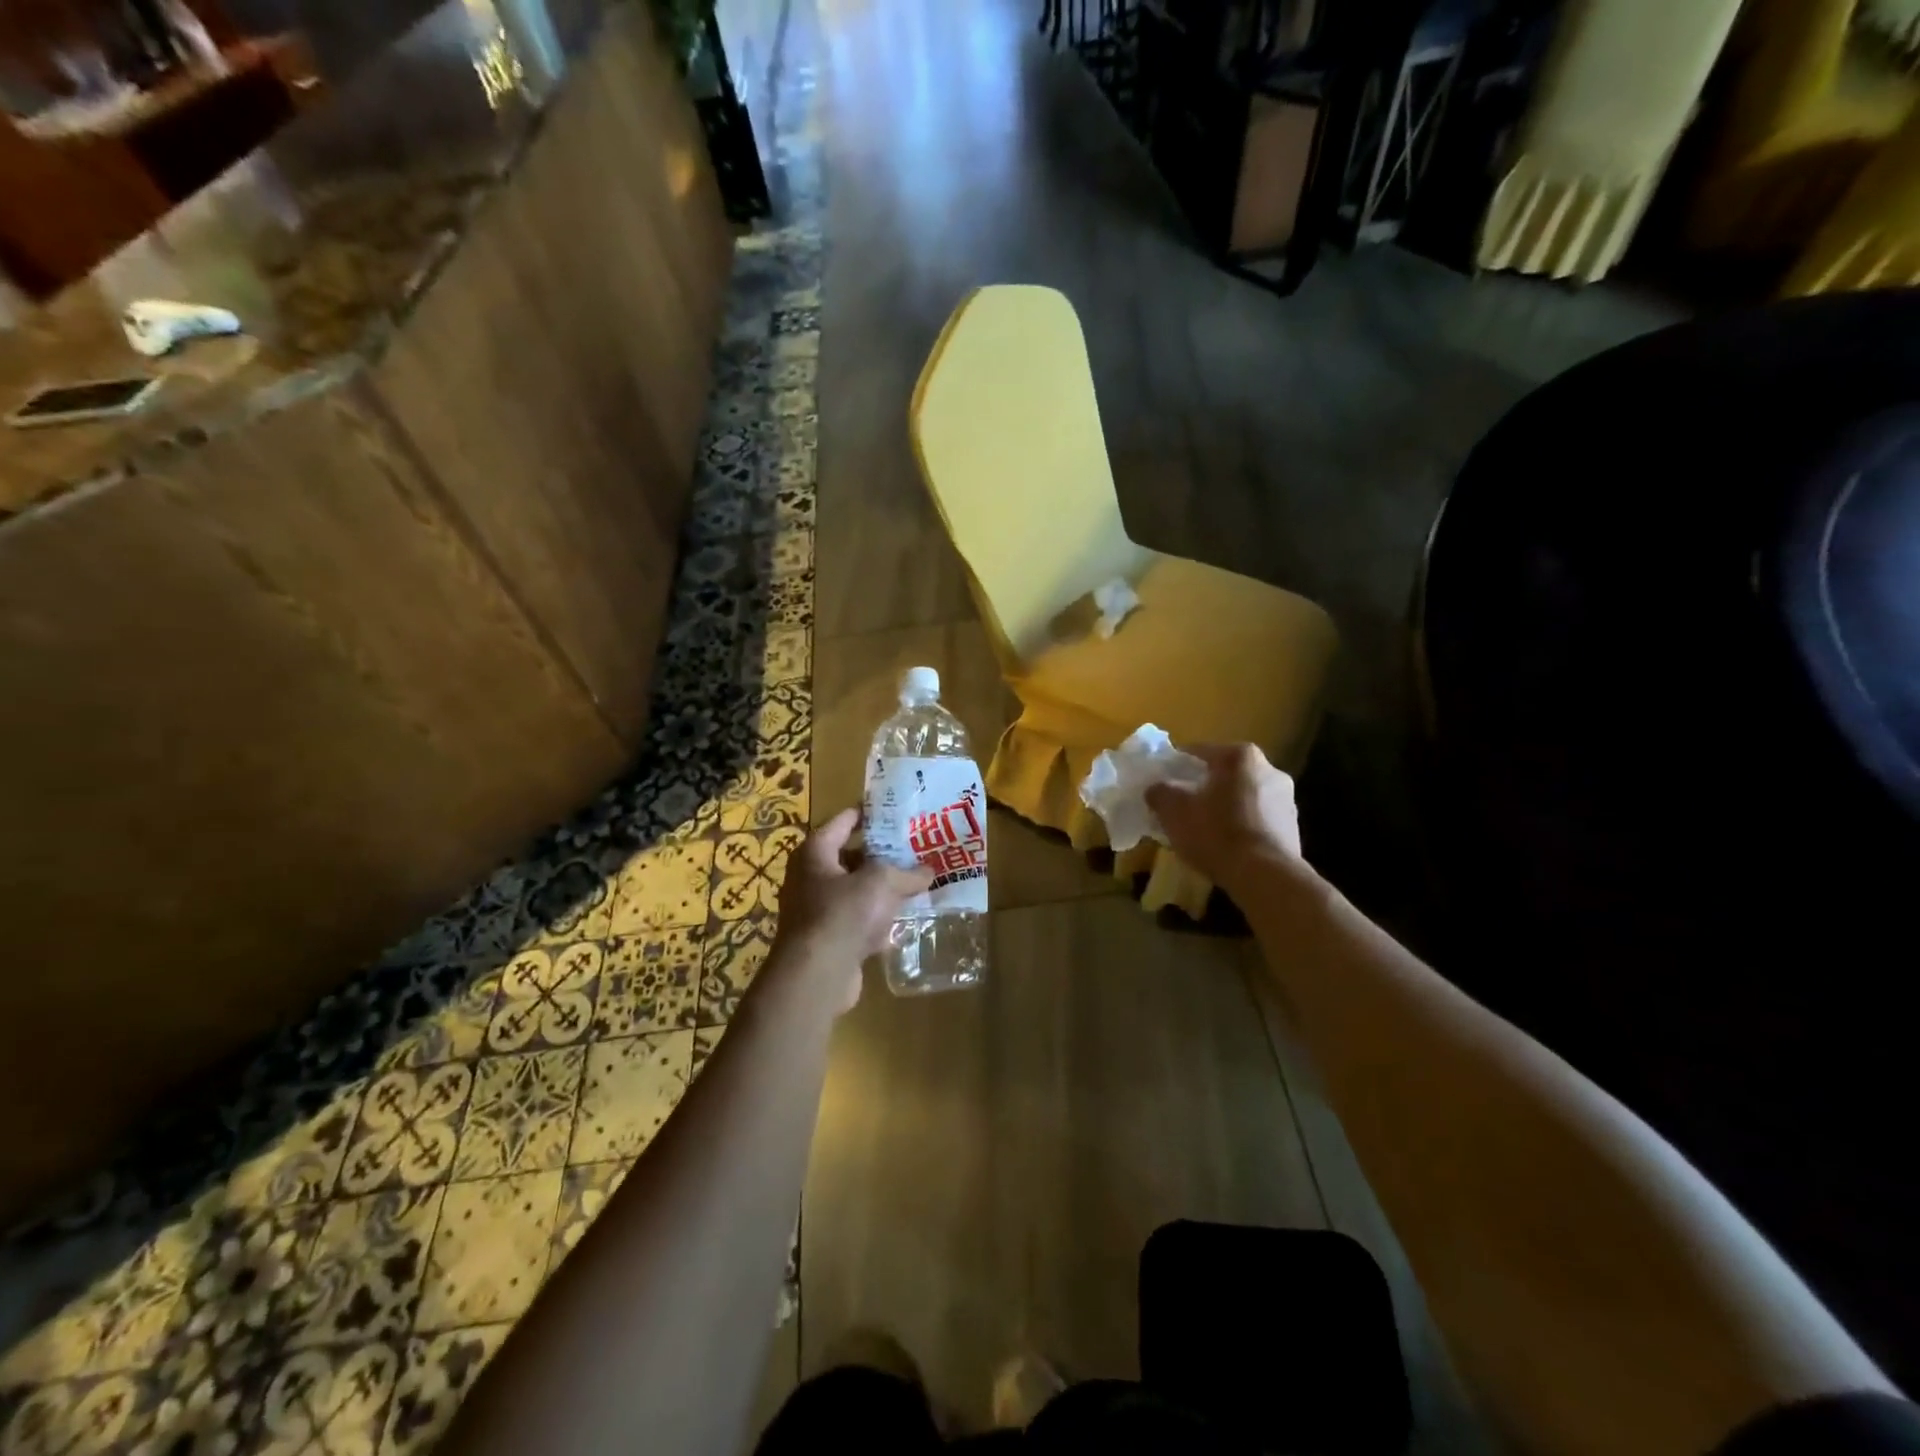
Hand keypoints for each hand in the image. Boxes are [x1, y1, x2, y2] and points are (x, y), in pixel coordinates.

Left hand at [769, 809, 933, 1013]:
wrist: (816, 975)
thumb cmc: (842, 913)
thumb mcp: (881, 882)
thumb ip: (906, 873)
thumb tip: (928, 872)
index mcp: (815, 852)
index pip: (844, 821)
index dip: (869, 814)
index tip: (896, 810)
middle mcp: (810, 877)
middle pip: (851, 858)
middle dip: (883, 856)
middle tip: (915, 849)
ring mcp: (817, 910)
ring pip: (857, 892)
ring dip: (883, 890)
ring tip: (917, 883)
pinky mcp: (828, 939)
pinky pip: (858, 921)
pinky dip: (878, 921)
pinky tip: (904, 922)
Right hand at [1145, 743, 1304, 894]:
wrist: (1265, 876)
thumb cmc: (1216, 832)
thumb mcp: (1174, 810)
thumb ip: (1160, 792)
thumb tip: (1156, 789)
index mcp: (1239, 756)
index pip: (1198, 751)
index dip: (1175, 766)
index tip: (1162, 782)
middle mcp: (1269, 768)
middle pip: (1224, 774)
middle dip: (1203, 787)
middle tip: (1182, 806)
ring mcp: (1286, 798)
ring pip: (1243, 796)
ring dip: (1224, 807)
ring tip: (1203, 830)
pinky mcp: (1293, 827)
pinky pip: (1257, 819)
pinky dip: (1241, 826)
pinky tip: (1226, 846)